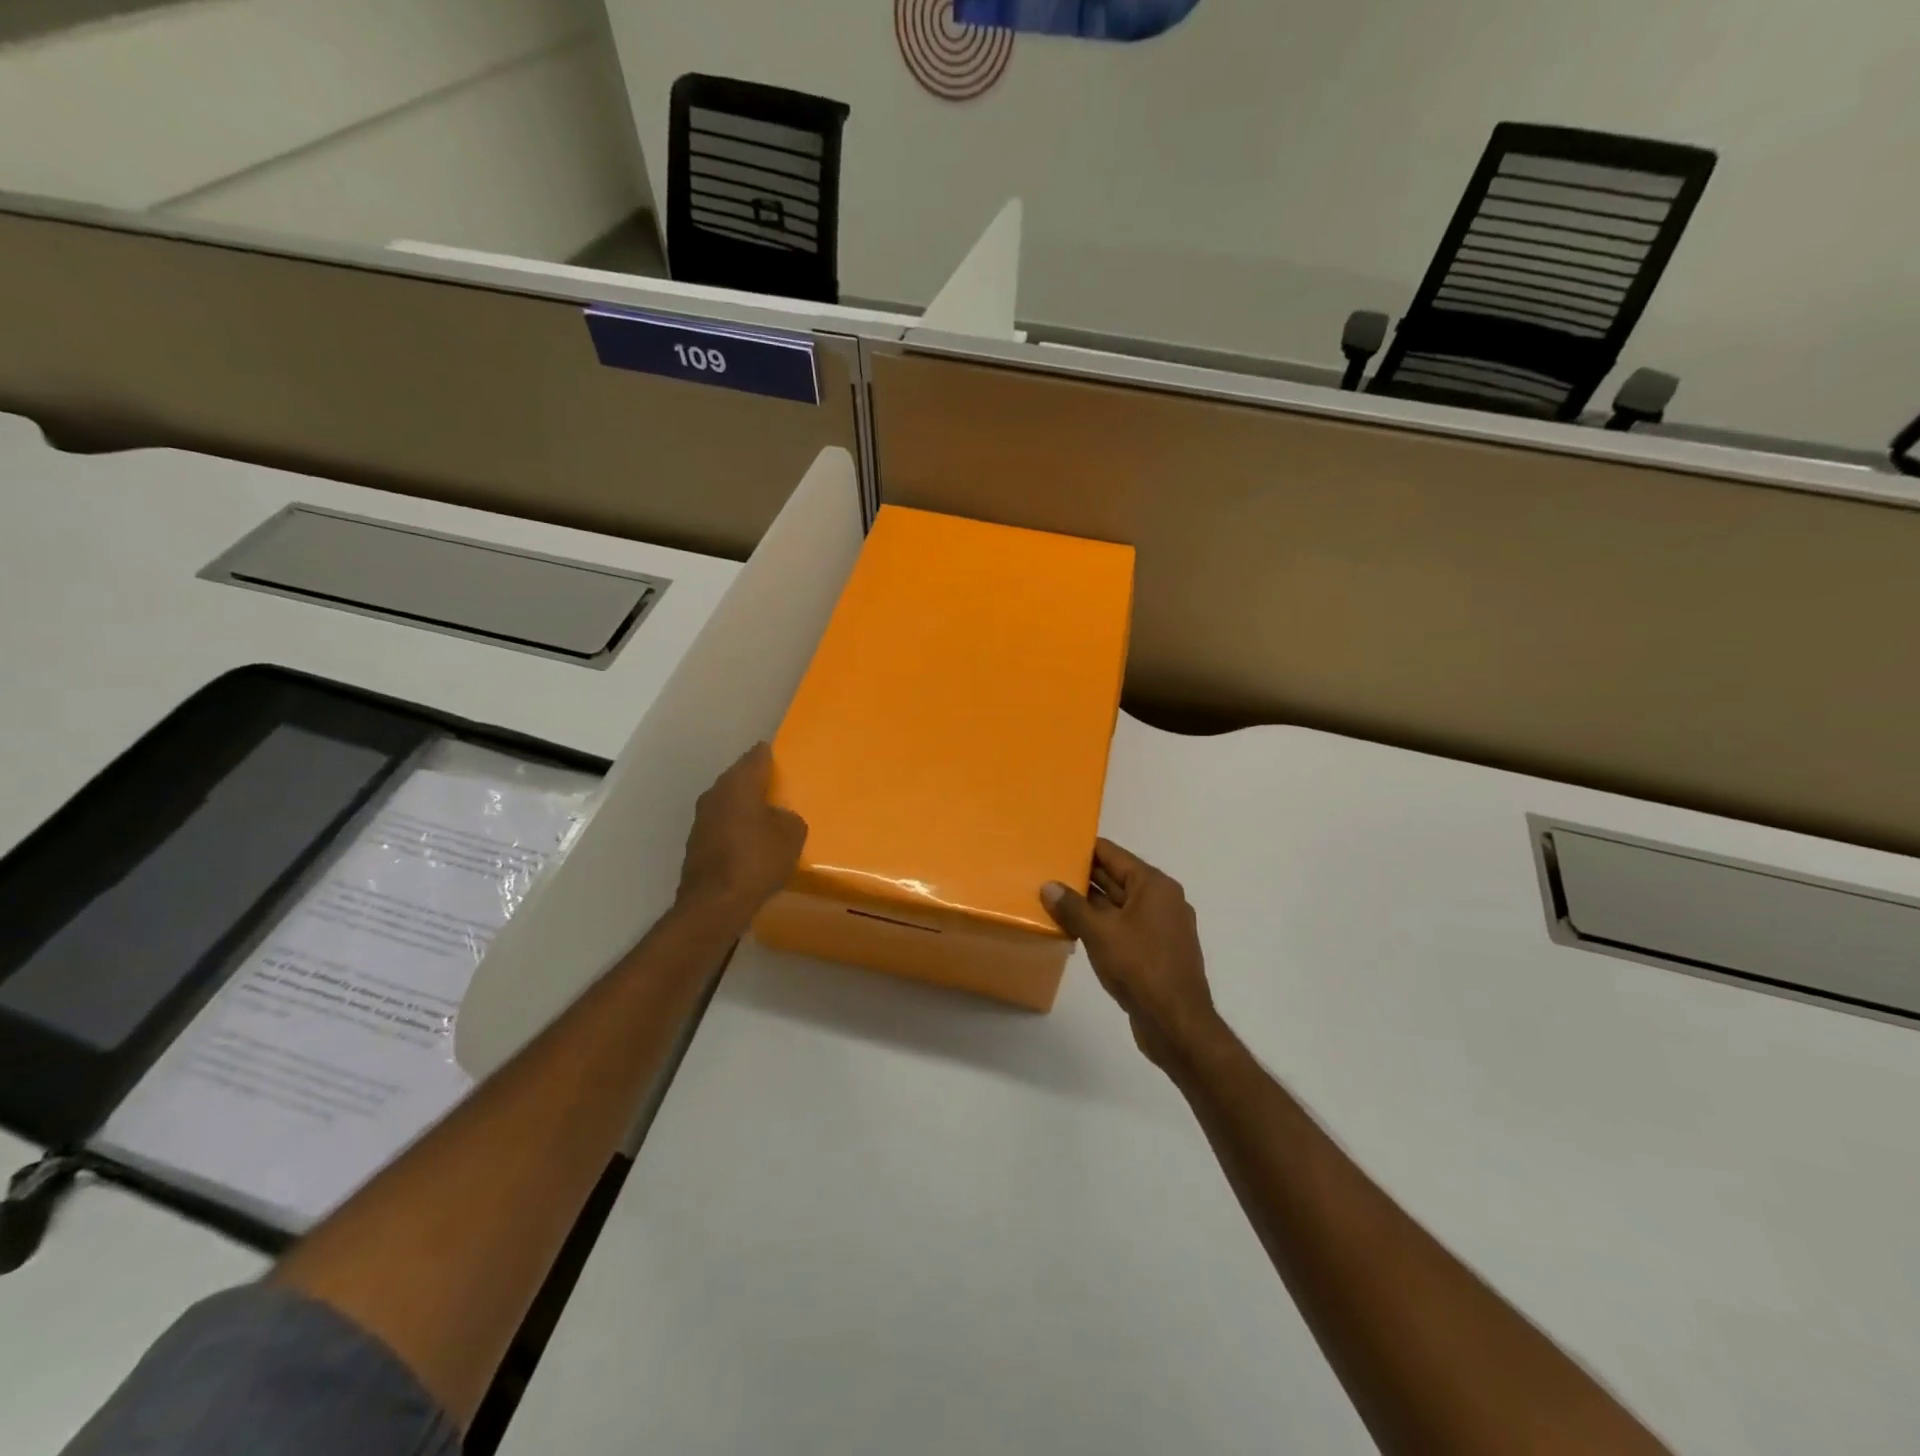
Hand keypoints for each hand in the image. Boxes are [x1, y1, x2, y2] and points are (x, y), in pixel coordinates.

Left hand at [676, 743, 806, 930]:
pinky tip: (751, 842)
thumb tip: (778, 818)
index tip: (782, 758)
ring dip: (745, 807)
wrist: (715, 903)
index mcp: (739, 783)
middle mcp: (715, 793)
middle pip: (739, 778)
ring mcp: (702, 819)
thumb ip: (789, 818)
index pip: (756, 756)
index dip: (770, 755)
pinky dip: (736, 829)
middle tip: (780, 788)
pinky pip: (722, 826)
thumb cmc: (757, 859)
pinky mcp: (696, 844)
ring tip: (768, 816)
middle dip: (757, 782)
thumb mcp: (792, 835)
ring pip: (728, 803)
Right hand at [1043, 839, 1222, 1072]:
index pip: (1113, 854)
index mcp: (1154, 885)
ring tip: (1053, 899)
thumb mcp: (1099, 933)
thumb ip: (1072, 907)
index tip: (1056, 845)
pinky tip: (1074, 930)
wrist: (1176, 1023)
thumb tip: (1049, 886)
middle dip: (1083, 876)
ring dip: (1089, 904)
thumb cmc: (1140, 967)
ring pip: (1118, 905)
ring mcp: (1161, 927)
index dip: (1084, 848)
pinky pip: (1123, 927)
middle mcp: (1162, 900)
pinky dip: (1101, 925)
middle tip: (1047, 872)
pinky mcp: (1156, 951)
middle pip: (1116, 878)